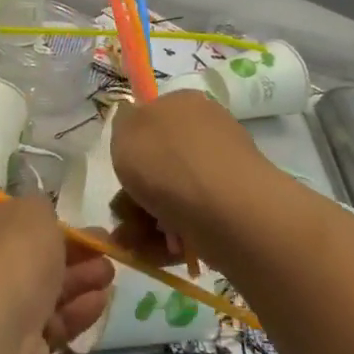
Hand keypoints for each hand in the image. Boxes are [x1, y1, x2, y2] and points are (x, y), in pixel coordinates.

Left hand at [0, 195, 112, 353]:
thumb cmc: (9, 259)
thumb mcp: (32, 212)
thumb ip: (42, 209)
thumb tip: (42, 217)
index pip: (8, 219)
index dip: (44, 220)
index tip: (77, 222)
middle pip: (30, 256)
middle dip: (72, 251)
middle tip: (105, 247)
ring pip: (44, 290)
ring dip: (80, 279)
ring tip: (110, 274)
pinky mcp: (16, 347)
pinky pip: (51, 322)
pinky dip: (76, 310)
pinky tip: (101, 301)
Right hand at [109, 90, 269, 272]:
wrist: (224, 208)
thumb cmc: (167, 161)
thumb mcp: (125, 129)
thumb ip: (124, 122)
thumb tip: (133, 121)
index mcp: (185, 104)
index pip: (153, 118)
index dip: (132, 145)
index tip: (122, 168)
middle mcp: (207, 133)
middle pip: (159, 163)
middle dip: (135, 193)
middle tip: (123, 213)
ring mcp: (221, 172)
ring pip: (171, 195)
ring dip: (146, 220)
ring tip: (135, 240)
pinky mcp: (231, 208)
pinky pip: (191, 220)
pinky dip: (170, 236)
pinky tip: (157, 249)